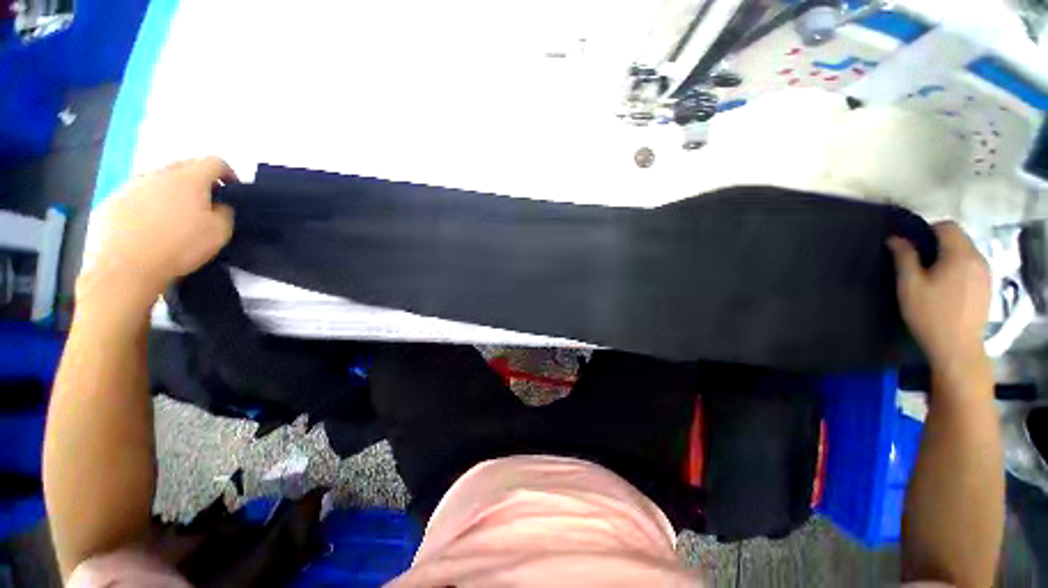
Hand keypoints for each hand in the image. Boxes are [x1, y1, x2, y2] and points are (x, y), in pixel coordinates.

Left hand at [78, 158, 234, 305]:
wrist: (125, 267)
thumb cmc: (180, 247)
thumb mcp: (219, 232)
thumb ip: (225, 211)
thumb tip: (219, 204)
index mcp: (188, 178)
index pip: (215, 161)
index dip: (228, 173)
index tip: (232, 190)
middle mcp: (158, 174)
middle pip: (184, 166)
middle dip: (199, 180)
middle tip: (205, 203)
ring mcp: (131, 185)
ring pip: (158, 179)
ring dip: (171, 191)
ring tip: (174, 216)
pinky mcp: (112, 201)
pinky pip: (136, 195)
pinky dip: (148, 204)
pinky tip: (149, 227)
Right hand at [887, 222, 989, 367]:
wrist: (957, 348)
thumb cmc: (930, 314)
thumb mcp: (909, 285)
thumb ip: (904, 258)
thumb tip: (896, 238)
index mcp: (960, 255)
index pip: (947, 226)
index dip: (927, 230)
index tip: (911, 246)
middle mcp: (978, 258)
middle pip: (959, 238)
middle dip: (938, 243)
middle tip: (918, 262)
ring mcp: (986, 273)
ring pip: (966, 252)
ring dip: (949, 256)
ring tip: (932, 276)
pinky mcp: (988, 286)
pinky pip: (972, 266)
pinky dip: (959, 267)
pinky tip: (947, 286)